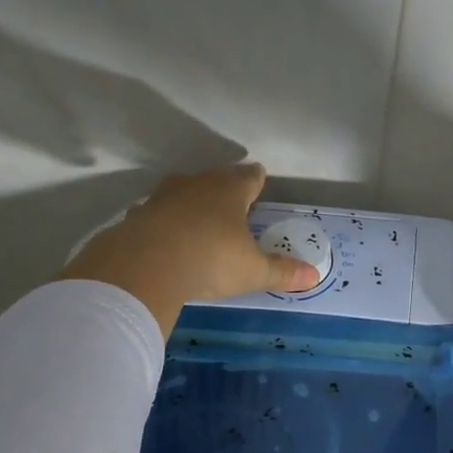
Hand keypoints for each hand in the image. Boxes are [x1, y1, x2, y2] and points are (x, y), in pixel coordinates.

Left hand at [58, 164, 319, 334]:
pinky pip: (156, 213)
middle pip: (216, 178)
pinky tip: (163, 237)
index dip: (257, 180)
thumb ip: (282, 271)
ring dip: (191, 202)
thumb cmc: (211, 260)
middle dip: (224, 189)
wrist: (146, 265)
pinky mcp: (138, 214)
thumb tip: (314, 276)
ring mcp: (164, 196)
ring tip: (198, 217)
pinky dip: (162, 221)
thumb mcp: (253, 271)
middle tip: (233, 203)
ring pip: (182, 191)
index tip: (260, 182)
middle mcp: (198, 184)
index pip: (250, 176)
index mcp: (231, 190)